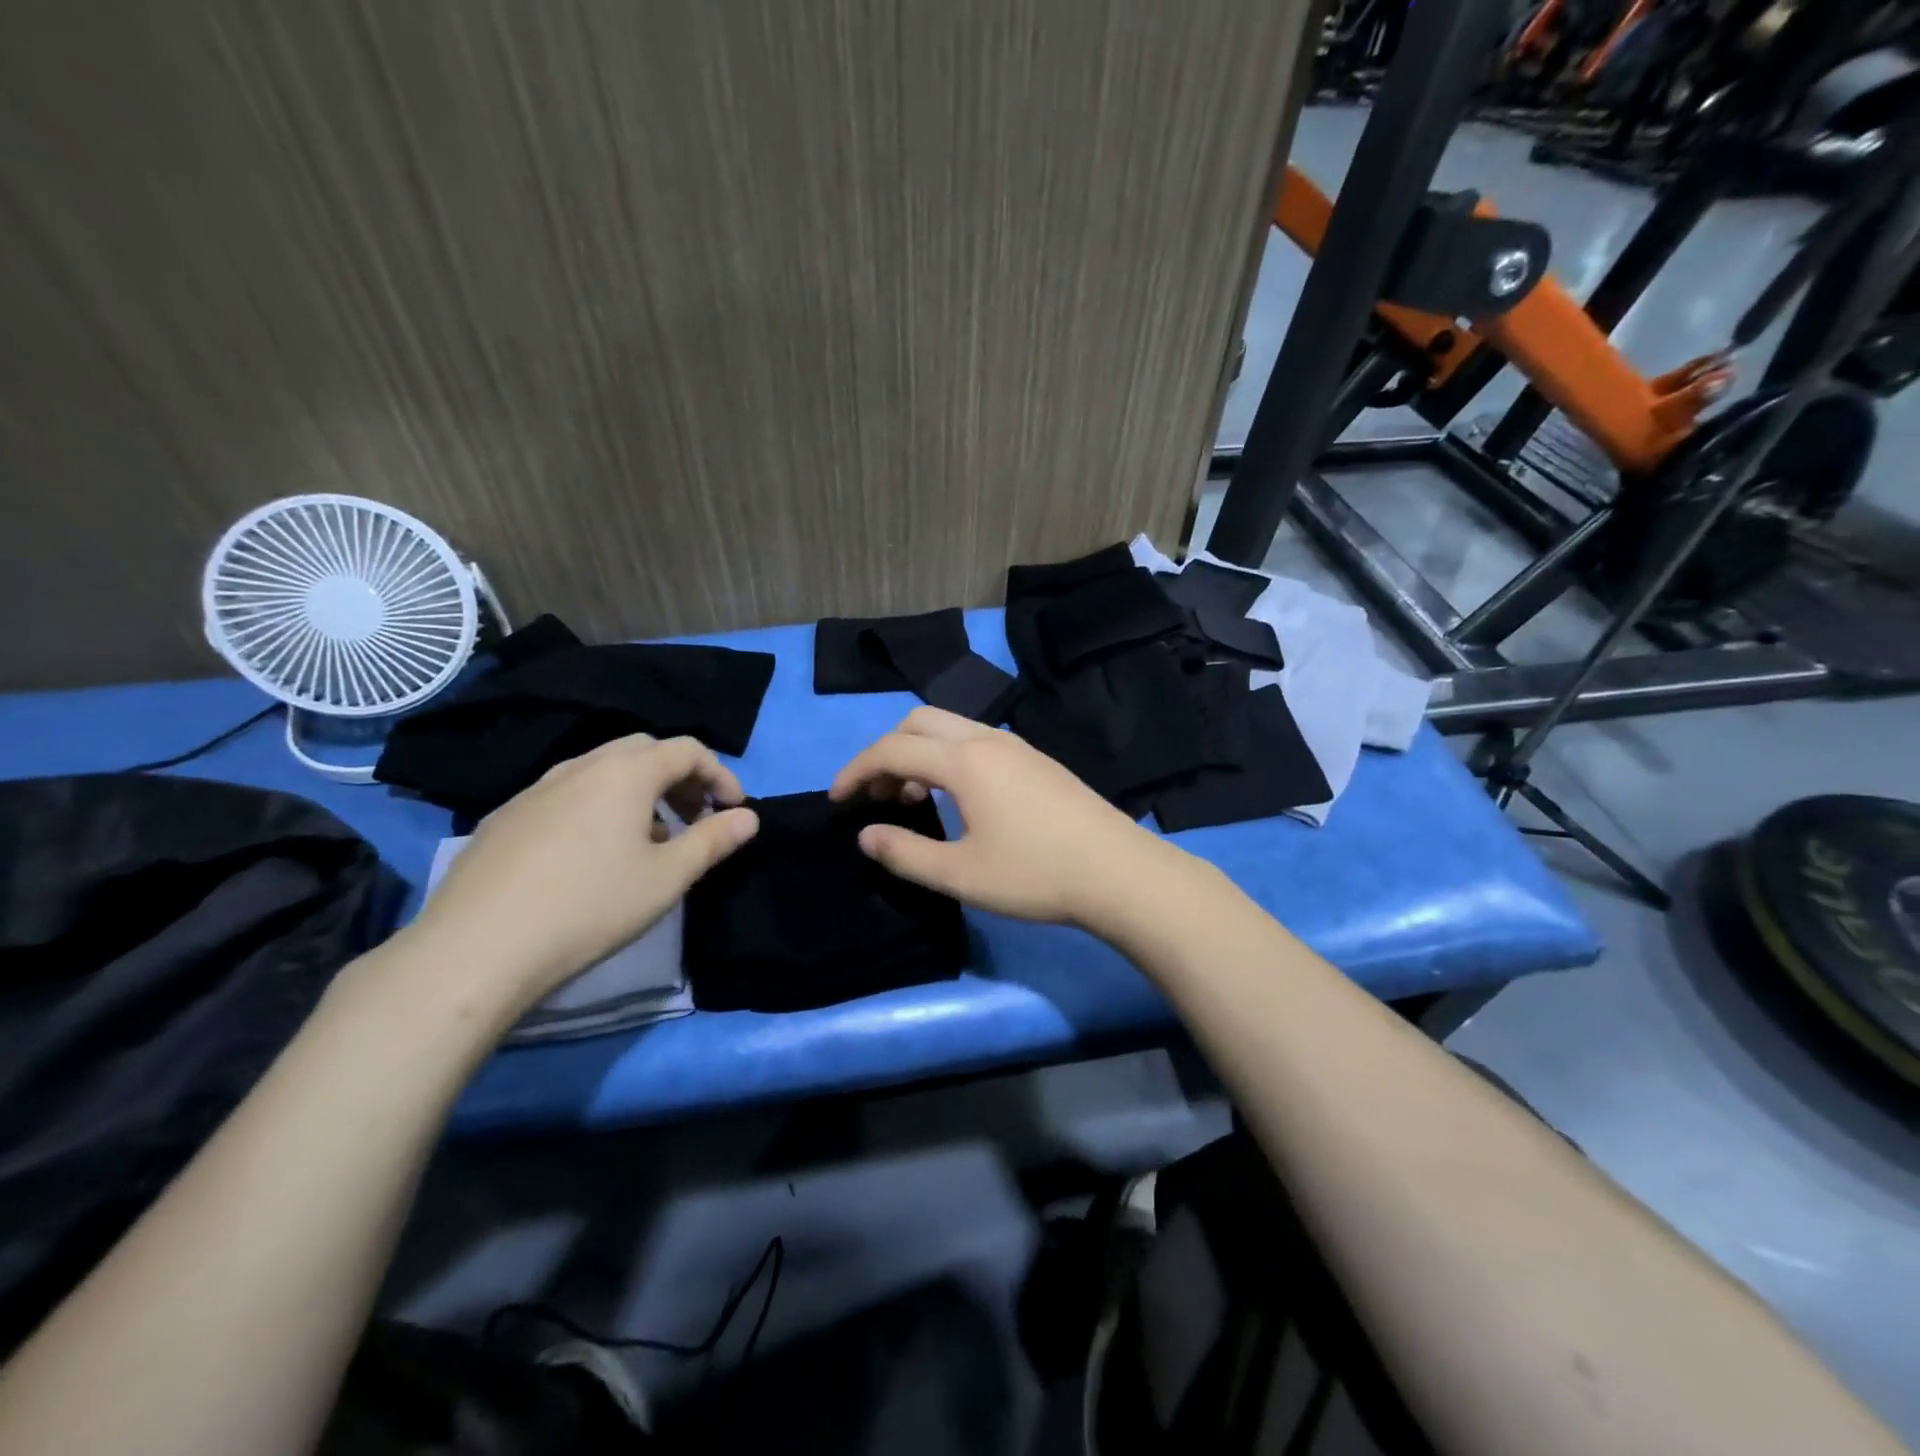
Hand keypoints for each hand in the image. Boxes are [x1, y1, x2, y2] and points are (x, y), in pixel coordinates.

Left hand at [403, 735, 758, 1010]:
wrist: (476, 948)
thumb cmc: (590, 906)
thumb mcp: (668, 878)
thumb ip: (713, 840)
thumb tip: (749, 818)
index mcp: (625, 772)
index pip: (687, 750)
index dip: (721, 774)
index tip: (734, 810)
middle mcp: (580, 766)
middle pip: (643, 750)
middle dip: (679, 777)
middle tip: (694, 817)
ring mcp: (536, 788)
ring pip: (602, 770)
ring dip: (638, 792)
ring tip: (648, 839)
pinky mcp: (505, 816)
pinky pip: (567, 794)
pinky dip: (598, 806)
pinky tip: (591, 856)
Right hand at [829, 707, 1174, 928]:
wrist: (1120, 873)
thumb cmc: (1036, 874)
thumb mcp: (961, 874)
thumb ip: (905, 853)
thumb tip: (866, 834)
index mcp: (965, 760)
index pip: (893, 748)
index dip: (856, 771)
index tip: (836, 800)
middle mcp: (989, 740)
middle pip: (919, 722)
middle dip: (887, 751)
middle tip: (878, 795)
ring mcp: (1018, 746)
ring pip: (951, 728)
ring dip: (920, 753)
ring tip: (913, 800)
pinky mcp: (1037, 761)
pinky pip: (976, 741)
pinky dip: (948, 758)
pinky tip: (958, 800)